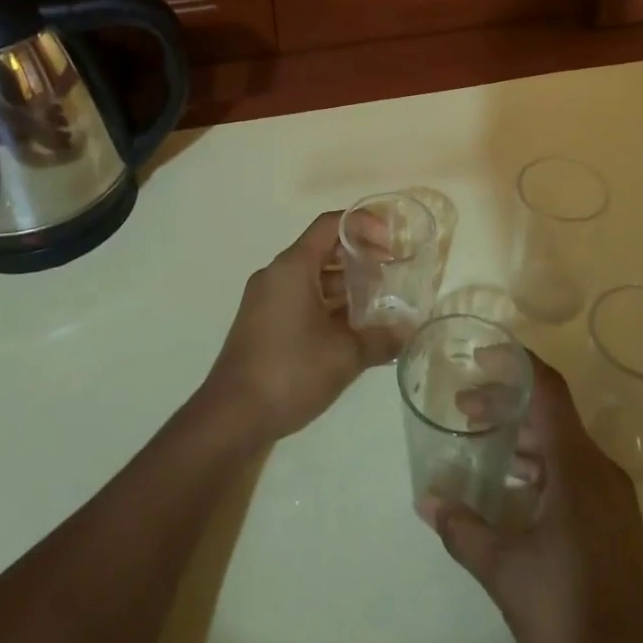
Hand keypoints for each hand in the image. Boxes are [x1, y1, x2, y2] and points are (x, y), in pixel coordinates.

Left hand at [201, 211, 401, 444]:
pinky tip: (354, 332)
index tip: (390, 244)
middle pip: (323, 250)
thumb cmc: (289, 372)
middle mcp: (277, 275)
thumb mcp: (344, 355)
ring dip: (346, 286)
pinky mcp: (264, 325)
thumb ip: (381, 338)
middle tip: (391, 274)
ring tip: (380, 305)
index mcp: (292, 267)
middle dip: (359, 259)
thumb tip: (411, 331)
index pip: (330, 224)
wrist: (232, 418)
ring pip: (313, 279)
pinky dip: (328, 307)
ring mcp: (267, 301)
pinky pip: (302, 301)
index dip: (363, 225)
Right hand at [418, 357, 642, 642]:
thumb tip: (426, 501)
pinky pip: (573, 472)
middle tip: (463, 410)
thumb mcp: (506, 572)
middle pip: (551, 415)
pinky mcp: (614, 522)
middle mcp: (598, 469)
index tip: (479, 357)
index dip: (514, 363)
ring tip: (482, 445)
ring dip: (522, 438)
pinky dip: (540, 466)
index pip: (548, 389)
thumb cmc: (572, 613)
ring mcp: (611, 497)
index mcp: (577, 466)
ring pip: (562, 445)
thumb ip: (464, 531)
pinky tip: (514, 491)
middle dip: (506, 404)